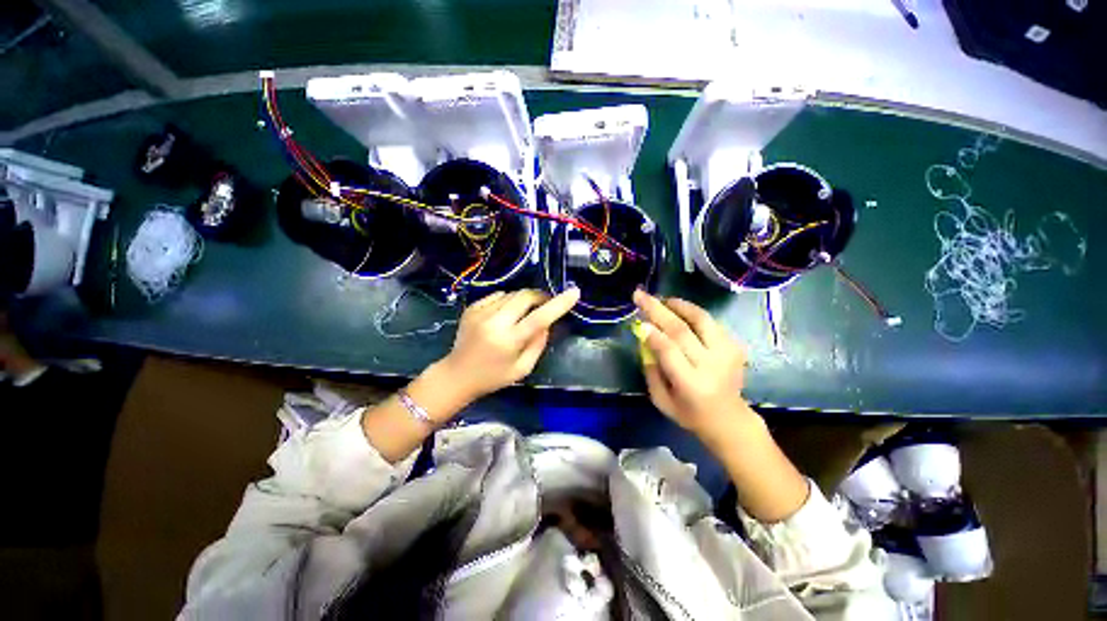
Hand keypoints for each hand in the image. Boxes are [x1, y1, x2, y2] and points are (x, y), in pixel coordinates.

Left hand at [438, 288, 580, 399]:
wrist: (456, 375)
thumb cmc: (493, 378)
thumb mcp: (523, 369)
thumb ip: (538, 344)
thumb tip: (548, 322)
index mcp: (509, 341)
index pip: (539, 318)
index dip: (558, 304)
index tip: (574, 292)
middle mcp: (494, 322)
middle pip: (525, 296)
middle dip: (540, 296)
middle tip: (546, 304)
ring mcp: (480, 312)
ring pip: (512, 294)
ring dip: (524, 300)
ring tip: (523, 314)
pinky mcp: (472, 308)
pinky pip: (498, 295)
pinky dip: (508, 301)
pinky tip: (505, 315)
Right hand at [633, 290, 752, 436]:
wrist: (729, 419)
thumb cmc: (689, 413)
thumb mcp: (661, 400)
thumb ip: (651, 370)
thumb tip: (645, 337)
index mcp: (691, 384)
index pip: (669, 351)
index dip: (653, 334)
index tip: (638, 321)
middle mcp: (712, 365)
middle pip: (682, 331)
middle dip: (658, 310)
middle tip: (641, 295)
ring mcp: (728, 354)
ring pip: (701, 320)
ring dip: (679, 306)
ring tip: (663, 300)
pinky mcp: (736, 347)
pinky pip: (711, 322)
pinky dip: (693, 313)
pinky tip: (680, 312)